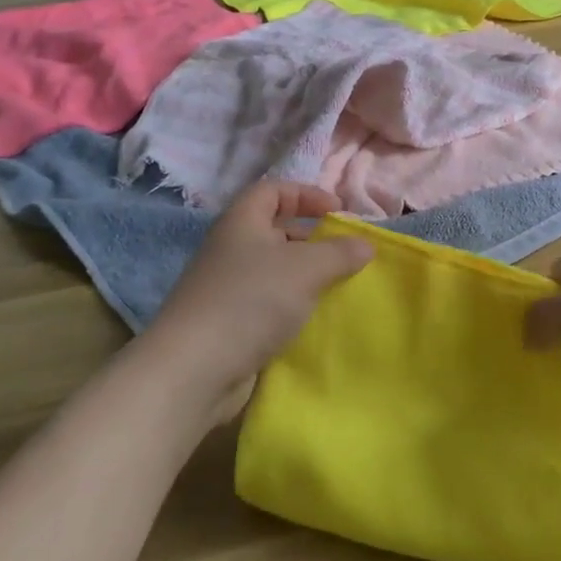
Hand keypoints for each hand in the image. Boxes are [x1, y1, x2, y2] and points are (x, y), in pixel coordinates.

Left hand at [126, 182, 371, 424]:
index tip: (339, 212)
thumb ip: (340, 252)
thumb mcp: (307, 268)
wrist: (195, 370)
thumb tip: (365, 244)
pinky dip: (294, 307)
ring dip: (307, 277)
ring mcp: (227, 289)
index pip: (273, 190)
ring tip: (338, 288)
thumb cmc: (251, 301)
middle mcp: (231, 250)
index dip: (307, 194)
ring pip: (275, 271)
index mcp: (241, 223)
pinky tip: (316, 320)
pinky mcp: (229, 324)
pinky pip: (269, 304)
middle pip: (275, 231)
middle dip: (312, 239)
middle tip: (345, 254)